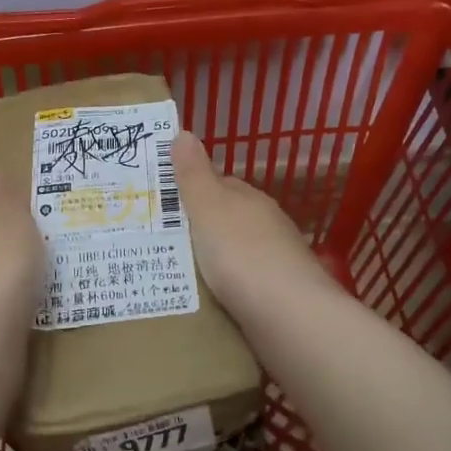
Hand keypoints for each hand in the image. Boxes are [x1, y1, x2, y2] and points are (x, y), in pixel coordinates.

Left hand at [0, 168, 45, 330]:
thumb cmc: (1, 264)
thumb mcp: (8, 216)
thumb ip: (0, 195)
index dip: (2, 219)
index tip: (28, 225)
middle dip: (8, 254)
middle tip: (43, 255)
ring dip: (12, 285)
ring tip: (46, 286)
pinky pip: (0, 315)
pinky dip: (14, 312)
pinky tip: (35, 315)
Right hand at [172, 131, 329, 319]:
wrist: (290, 317)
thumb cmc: (241, 255)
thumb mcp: (208, 209)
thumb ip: (193, 175)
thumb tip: (183, 132)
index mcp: (250, 199)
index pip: (219, 184)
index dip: (191, 189)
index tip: (162, 203)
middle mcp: (267, 224)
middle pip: (228, 218)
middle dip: (200, 226)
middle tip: (161, 241)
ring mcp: (277, 261)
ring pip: (237, 251)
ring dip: (214, 258)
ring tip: (178, 272)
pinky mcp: (280, 296)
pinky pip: (244, 283)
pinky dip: (227, 286)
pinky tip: (209, 299)